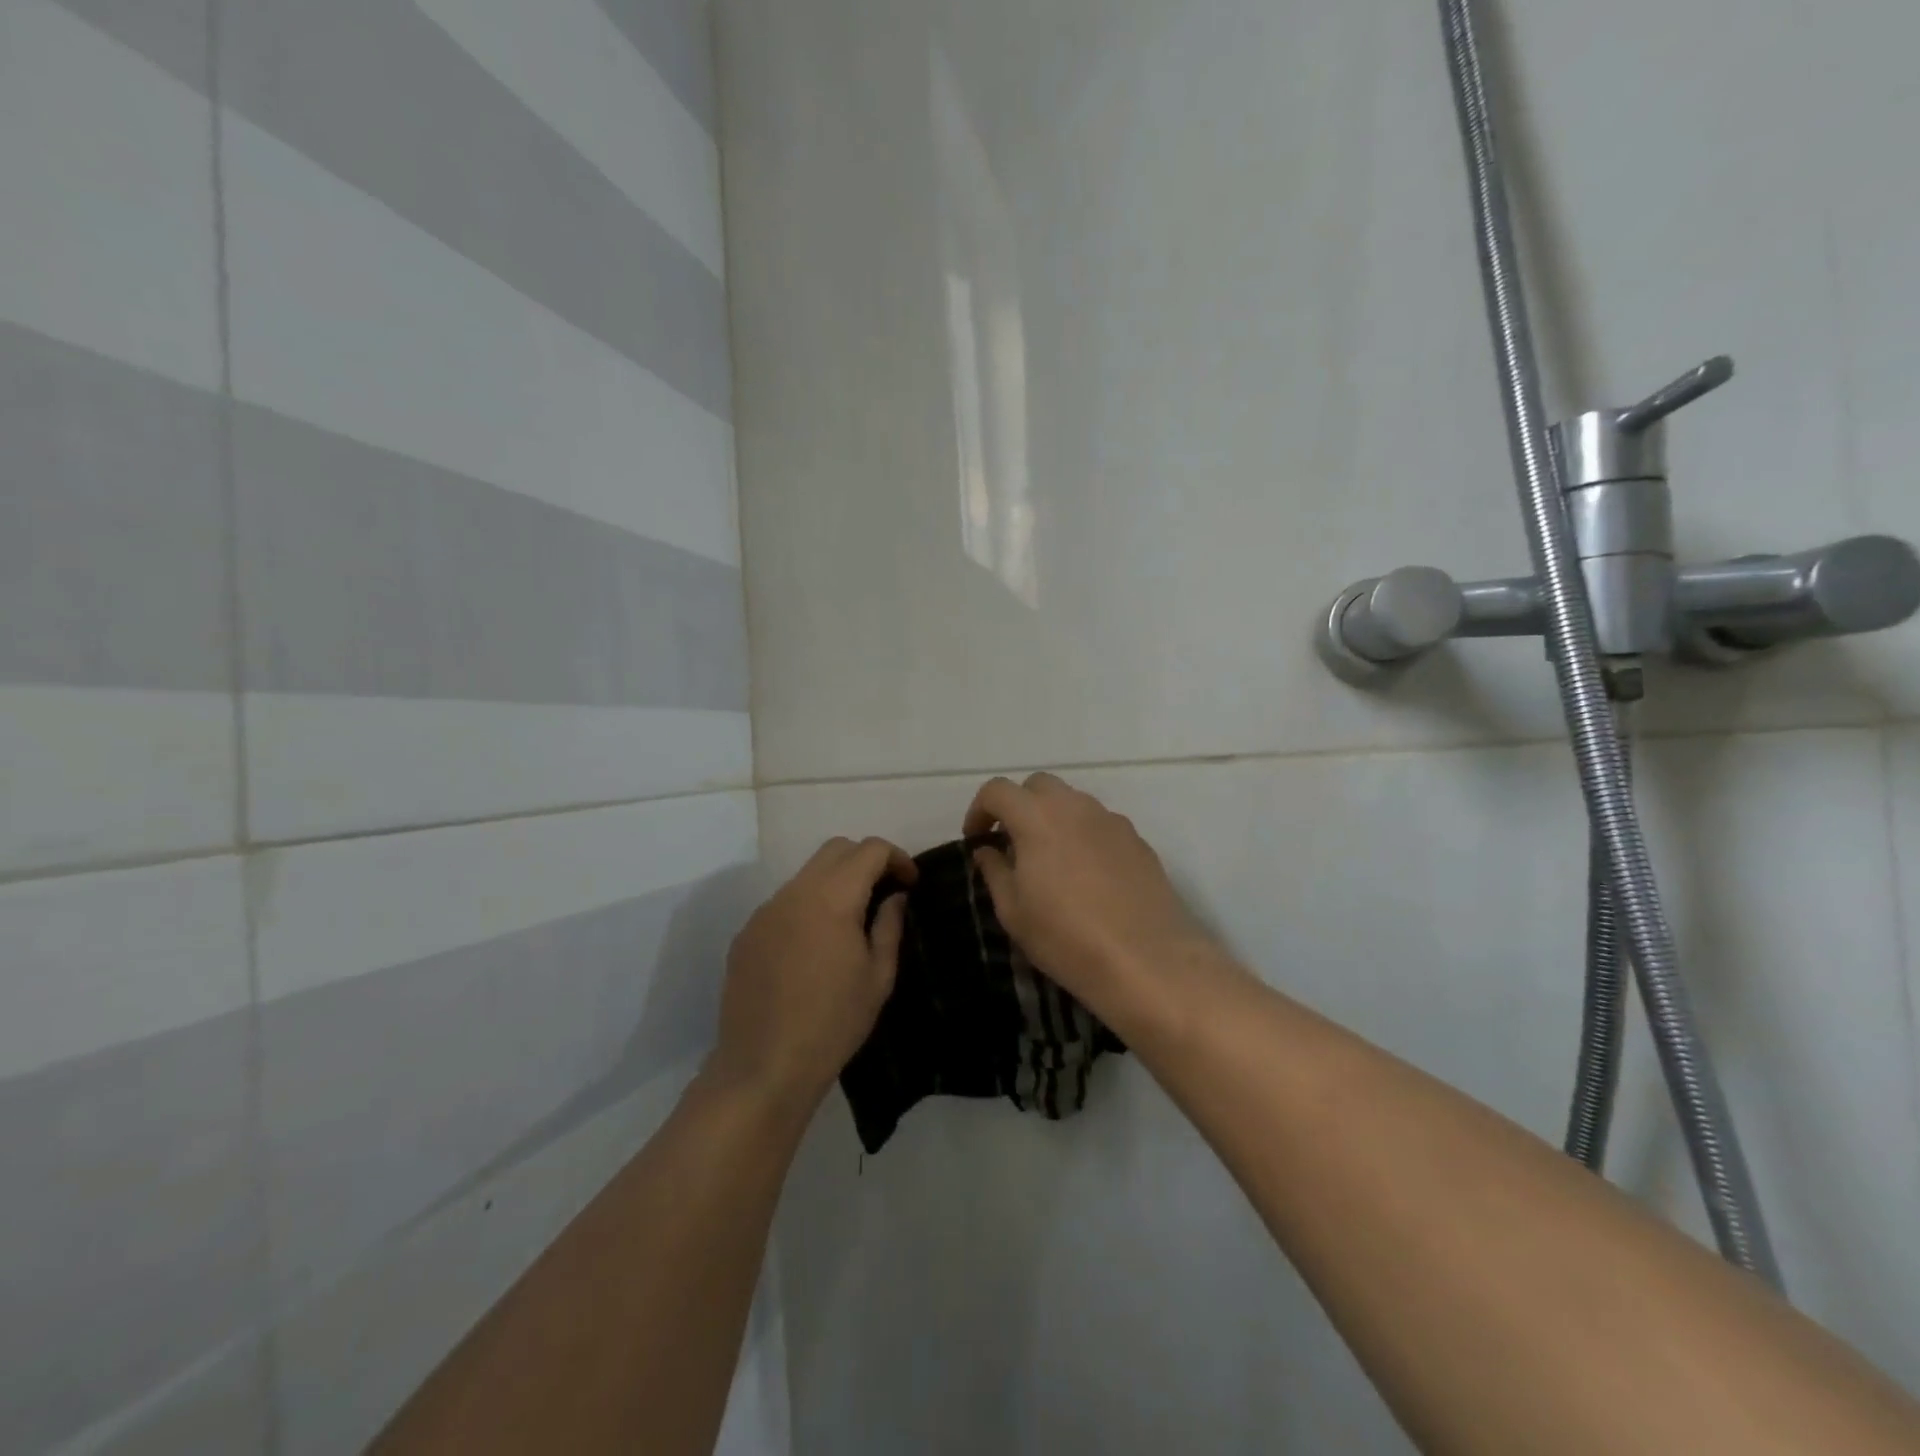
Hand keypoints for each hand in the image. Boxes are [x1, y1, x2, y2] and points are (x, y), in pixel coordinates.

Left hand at [710, 836, 915, 1110]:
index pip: (869, 850)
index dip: (897, 858)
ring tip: (850, 921)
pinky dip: (808, 906)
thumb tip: (895, 897)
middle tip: (884, 892)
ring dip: (834, 882)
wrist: (764, 1066)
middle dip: (866, 860)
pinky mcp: (746, 933)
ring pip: (807, 874)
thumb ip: (889, 926)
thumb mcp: (878, 977)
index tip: (910, 883)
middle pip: (835, 850)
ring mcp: (765, 911)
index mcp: (832, 899)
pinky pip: (784, 902)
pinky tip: (814, 947)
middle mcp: (794, 893)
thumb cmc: (833, 1024)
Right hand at [964, 774, 1216, 1028]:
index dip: (979, 810)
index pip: (998, 790)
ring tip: (1049, 861)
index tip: (976, 840)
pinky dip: (1083, 836)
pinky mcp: (1138, 841)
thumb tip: (988, 850)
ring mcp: (1112, 821)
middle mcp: (1075, 807)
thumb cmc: (1067, 938)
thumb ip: (995, 871)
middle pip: (1038, 786)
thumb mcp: (1014, 912)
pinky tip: (1086, 877)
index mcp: (1037, 817)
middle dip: (1018, 805)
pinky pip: (1100, 825)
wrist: (1148, 961)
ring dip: (1053, 819)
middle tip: (1011, 843)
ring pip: (1073, 803)